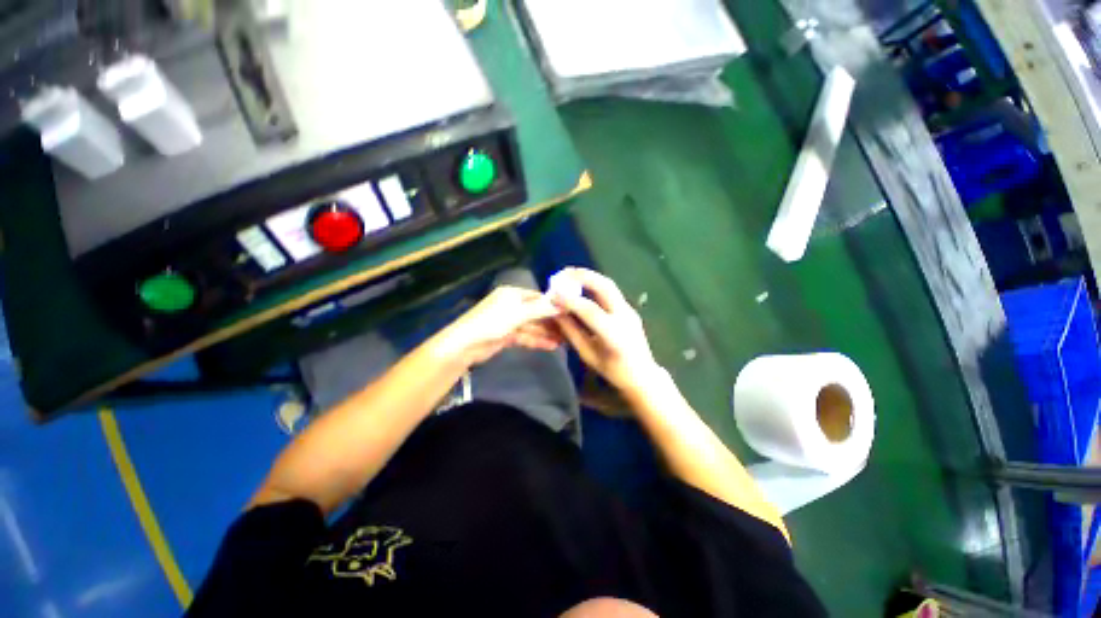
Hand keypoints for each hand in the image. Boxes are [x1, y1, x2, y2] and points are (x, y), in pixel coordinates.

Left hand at [441, 286, 562, 365]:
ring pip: (532, 326)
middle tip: (570, 328)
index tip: (569, 311)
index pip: (537, 297)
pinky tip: (552, 346)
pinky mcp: (506, 336)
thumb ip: (541, 309)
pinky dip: (537, 340)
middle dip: (551, 321)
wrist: (466, 345)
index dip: (553, 304)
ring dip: (547, 332)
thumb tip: (562, 304)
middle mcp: (511, 306)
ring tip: (565, 340)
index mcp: (512, 294)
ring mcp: (509, 321)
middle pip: (536, 312)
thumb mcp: (519, 313)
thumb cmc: (493, 322)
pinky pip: (526, 336)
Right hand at [551, 268, 659, 395]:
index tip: (552, 293)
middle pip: (605, 287)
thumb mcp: (588, 354)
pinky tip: (581, 285)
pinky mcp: (629, 308)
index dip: (570, 300)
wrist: (643, 375)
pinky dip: (594, 284)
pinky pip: (610, 291)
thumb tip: (556, 312)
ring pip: (609, 285)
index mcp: (614, 335)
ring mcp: (629, 310)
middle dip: (582, 276)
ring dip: (588, 276)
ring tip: (569, 275)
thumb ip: (571, 332)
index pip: (590, 311)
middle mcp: (625, 317)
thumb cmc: (613, 371)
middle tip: (562, 273)